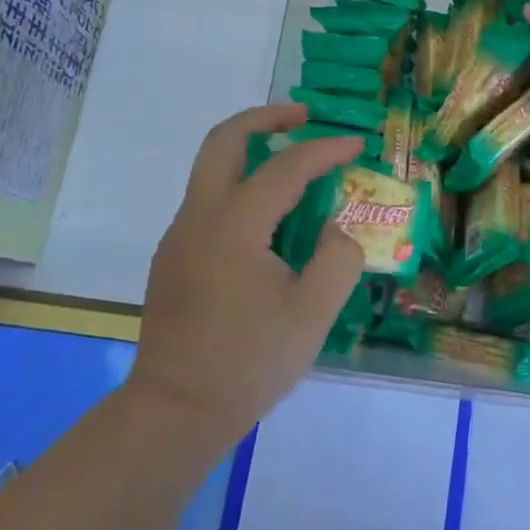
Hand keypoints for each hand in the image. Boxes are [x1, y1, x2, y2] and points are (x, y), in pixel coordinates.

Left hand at [129, 104, 365, 440]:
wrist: (174, 414)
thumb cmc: (248, 362)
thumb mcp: (313, 313)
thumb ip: (338, 258)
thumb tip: (333, 230)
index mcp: (234, 225)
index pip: (286, 167)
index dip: (325, 150)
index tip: (356, 144)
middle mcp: (199, 218)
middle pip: (224, 140)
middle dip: (265, 118)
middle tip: (302, 116)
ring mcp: (179, 237)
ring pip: (211, 168)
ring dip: (250, 151)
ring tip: (293, 164)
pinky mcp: (173, 258)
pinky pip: (209, 201)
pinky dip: (240, 185)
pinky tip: (270, 219)